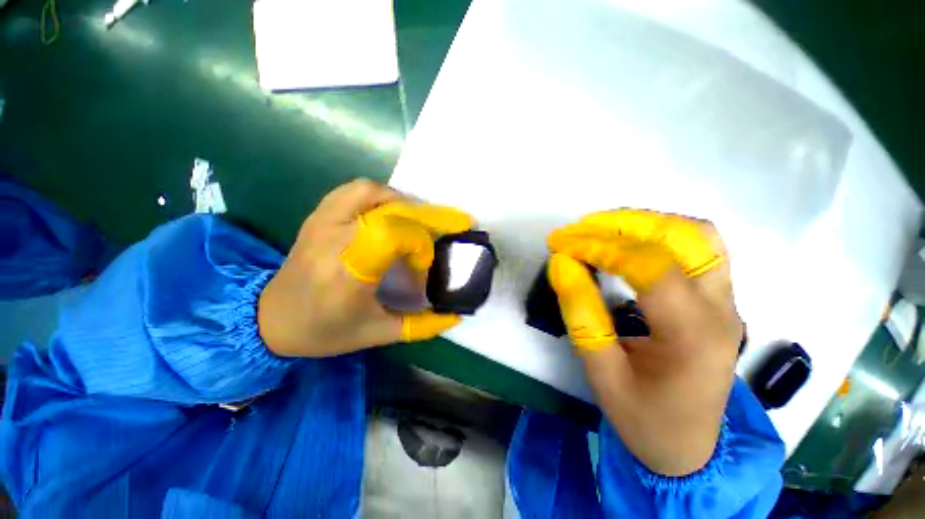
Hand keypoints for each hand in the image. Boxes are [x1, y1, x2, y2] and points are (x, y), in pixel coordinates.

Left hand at [258, 179, 473, 357]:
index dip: (418, 244)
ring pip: (371, 191)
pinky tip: (388, 214)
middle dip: (422, 221)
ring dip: (401, 203)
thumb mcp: (377, 334)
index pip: (391, 235)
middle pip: (388, 211)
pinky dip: (379, 195)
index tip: (423, 265)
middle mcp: (333, 240)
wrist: (271, 319)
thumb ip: (421, 326)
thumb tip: (455, 316)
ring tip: (413, 223)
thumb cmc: (325, 332)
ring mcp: (322, 222)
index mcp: (347, 273)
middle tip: (436, 234)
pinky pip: (353, 190)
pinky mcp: (318, 216)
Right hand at [547, 210, 742, 475]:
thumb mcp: (601, 374)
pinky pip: (698, 244)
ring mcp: (724, 298)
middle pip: (681, 237)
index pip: (650, 268)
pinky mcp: (717, 296)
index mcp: (694, 336)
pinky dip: (659, 231)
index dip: (600, 248)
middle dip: (620, 224)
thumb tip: (561, 264)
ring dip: (642, 222)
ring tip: (599, 227)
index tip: (562, 246)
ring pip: (695, 233)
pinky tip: (628, 240)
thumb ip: (580, 315)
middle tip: (576, 230)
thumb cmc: (645, 418)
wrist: (690, 445)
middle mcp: (720, 307)